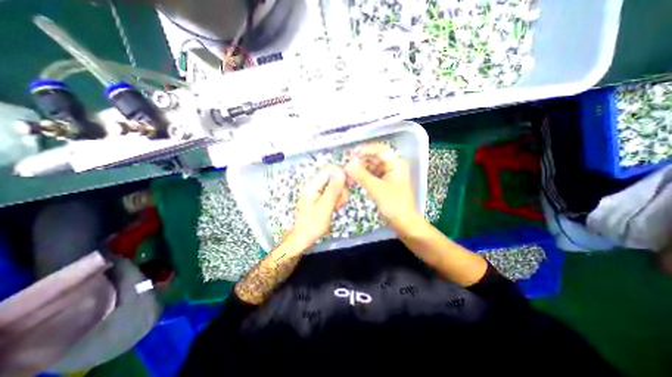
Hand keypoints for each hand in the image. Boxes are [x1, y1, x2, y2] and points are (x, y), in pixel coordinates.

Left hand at [290, 164, 348, 246]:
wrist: (303, 237)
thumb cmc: (312, 224)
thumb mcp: (325, 206)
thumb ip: (333, 189)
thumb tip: (341, 171)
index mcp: (313, 185)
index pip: (330, 169)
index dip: (342, 173)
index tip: (351, 184)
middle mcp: (315, 185)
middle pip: (334, 177)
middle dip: (341, 189)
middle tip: (340, 202)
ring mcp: (317, 191)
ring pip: (335, 186)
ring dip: (340, 196)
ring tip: (336, 208)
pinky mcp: (321, 197)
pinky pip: (333, 193)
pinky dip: (337, 200)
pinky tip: (335, 208)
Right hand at [346, 142, 417, 231]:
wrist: (404, 223)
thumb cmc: (394, 205)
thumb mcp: (376, 189)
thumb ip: (361, 175)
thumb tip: (348, 164)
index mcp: (396, 163)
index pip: (379, 149)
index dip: (365, 149)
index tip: (351, 154)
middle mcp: (393, 166)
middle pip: (374, 157)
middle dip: (360, 161)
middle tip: (347, 166)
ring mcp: (389, 174)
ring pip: (372, 166)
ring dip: (360, 169)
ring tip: (348, 175)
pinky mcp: (385, 182)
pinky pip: (372, 175)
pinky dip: (363, 177)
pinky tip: (354, 180)